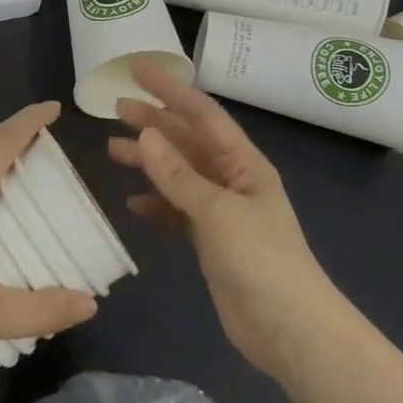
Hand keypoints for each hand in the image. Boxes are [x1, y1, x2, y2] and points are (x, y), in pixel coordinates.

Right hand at [108, 63, 342, 379]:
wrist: (291, 331)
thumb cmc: (261, 261)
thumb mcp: (217, 212)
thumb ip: (178, 175)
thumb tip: (144, 134)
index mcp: (244, 163)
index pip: (202, 114)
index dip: (170, 89)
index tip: (136, 70)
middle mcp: (233, 179)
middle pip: (188, 141)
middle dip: (153, 123)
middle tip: (114, 110)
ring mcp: (222, 212)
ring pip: (179, 175)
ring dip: (149, 162)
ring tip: (111, 150)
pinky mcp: (212, 242)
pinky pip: (178, 212)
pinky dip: (157, 205)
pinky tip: (133, 204)